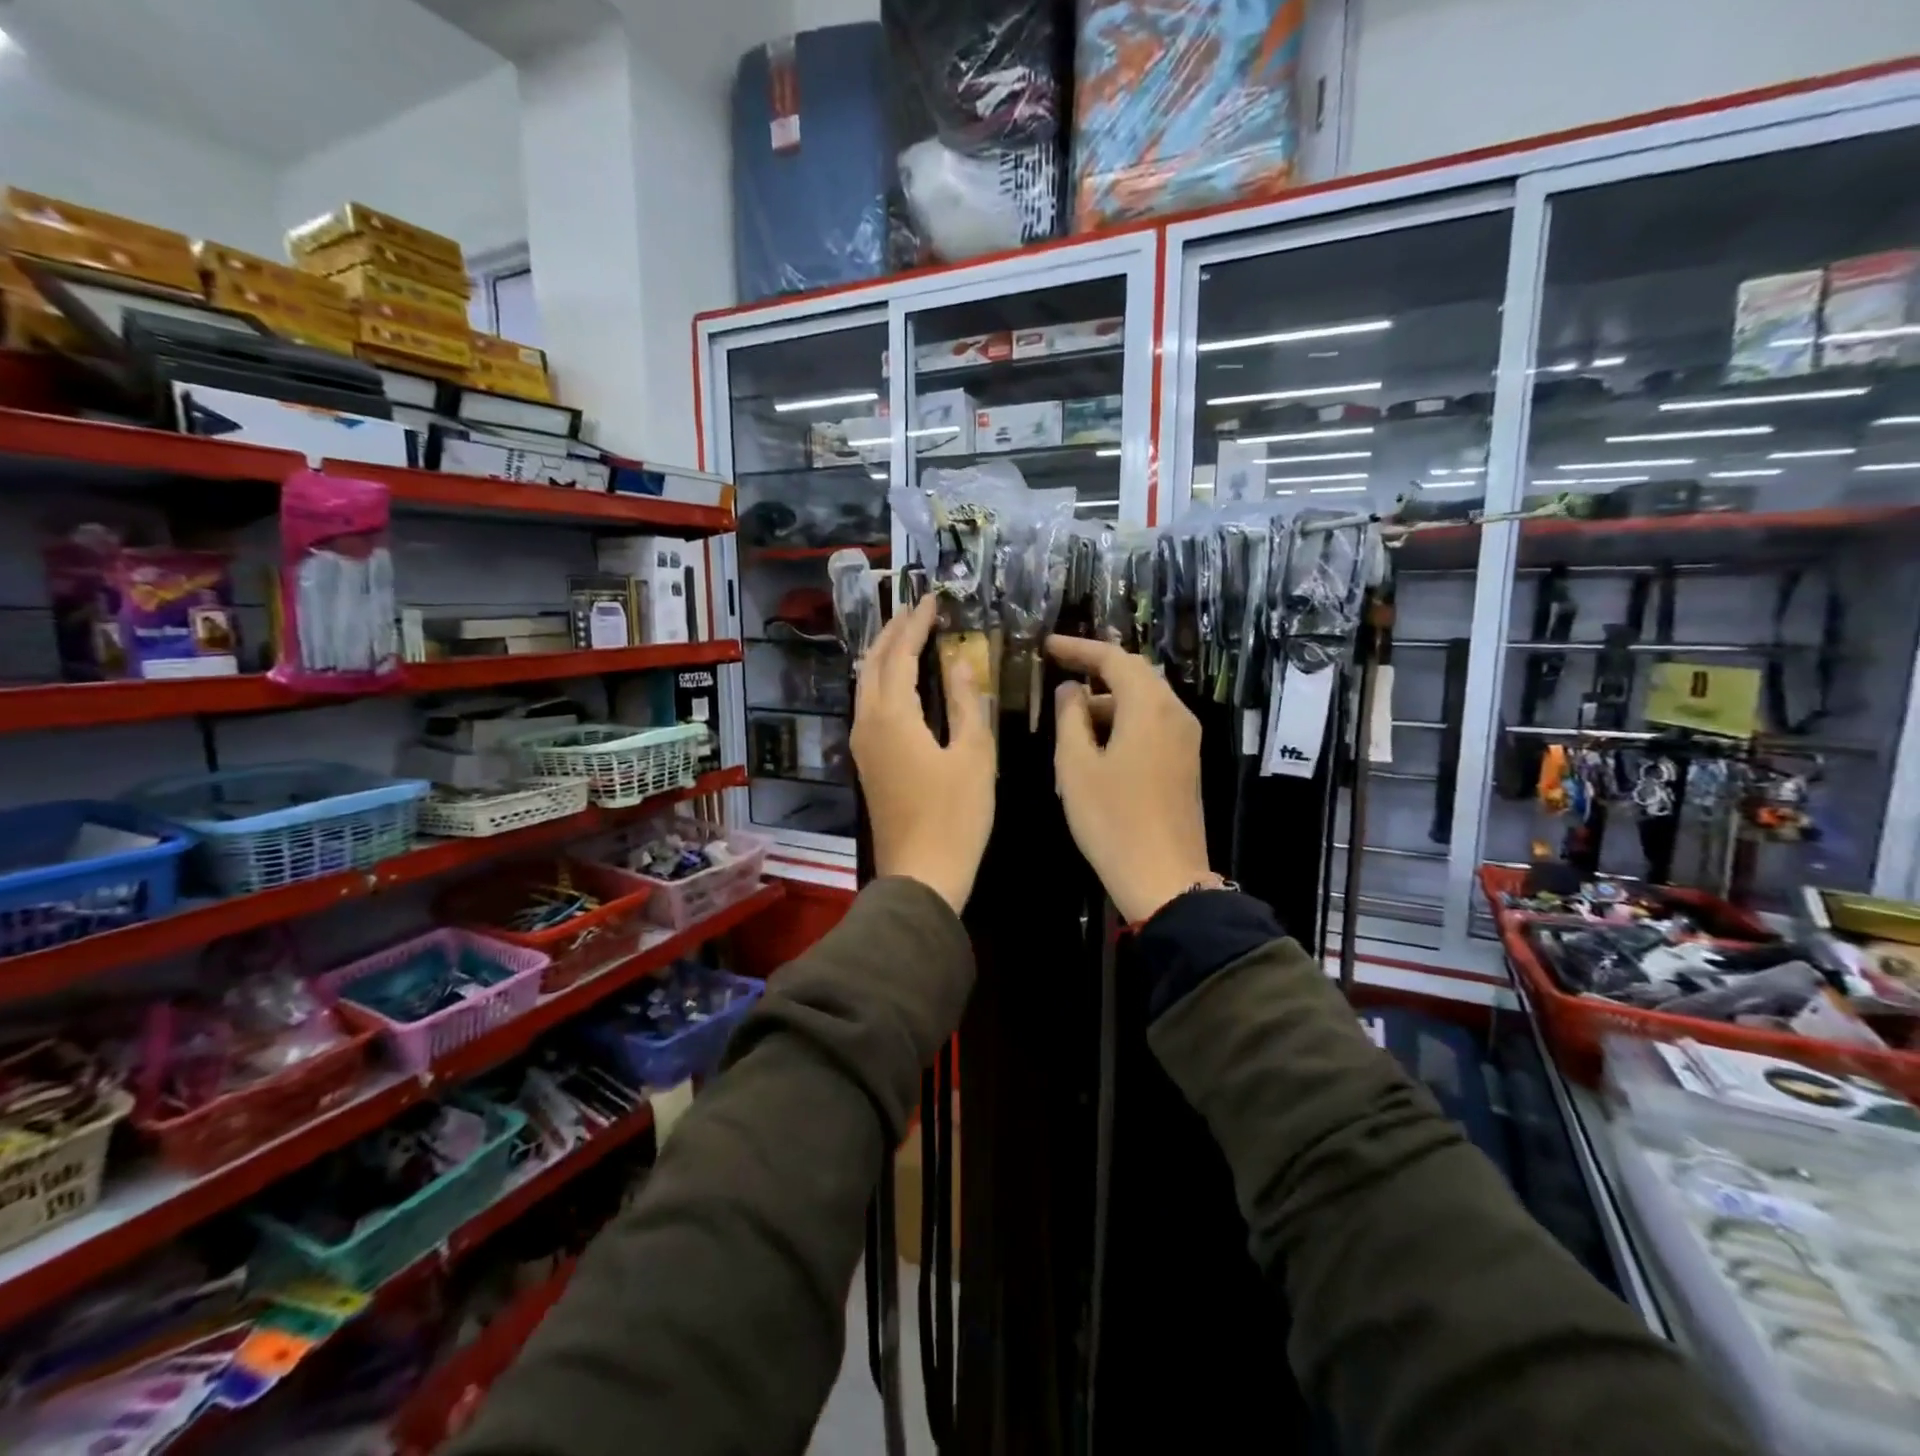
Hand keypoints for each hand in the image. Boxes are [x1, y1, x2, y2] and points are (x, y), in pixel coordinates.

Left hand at [851, 596, 995, 912]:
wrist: (921, 875)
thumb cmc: (956, 817)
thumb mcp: (974, 756)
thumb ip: (965, 704)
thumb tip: (958, 664)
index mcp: (892, 717)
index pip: (900, 655)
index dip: (916, 625)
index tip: (931, 600)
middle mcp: (867, 724)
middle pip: (872, 665)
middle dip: (892, 633)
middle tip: (914, 610)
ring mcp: (862, 746)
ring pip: (865, 686)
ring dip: (883, 656)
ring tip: (906, 637)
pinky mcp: (867, 764)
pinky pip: (868, 707)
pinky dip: (882, 683)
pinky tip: (899, 684)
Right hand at [1048, 635, 1214, 923]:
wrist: (1165, 878)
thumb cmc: (1112, 820)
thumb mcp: (1076, 767)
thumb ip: (1070, 718)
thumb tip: (1070, 690)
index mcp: (1148, 707)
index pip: (1113, 659)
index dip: (1079, 648)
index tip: (1047, 646)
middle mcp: (1175, 713)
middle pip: (1135, 674)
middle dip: (1097, 669)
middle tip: (1060, 669)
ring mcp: (1185, 739)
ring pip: (1145, 700)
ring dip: (1109, 699)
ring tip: (1071, 717)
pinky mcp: (1186, 762)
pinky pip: (1153, 723)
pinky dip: (1124, 720)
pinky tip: (1097, 742)